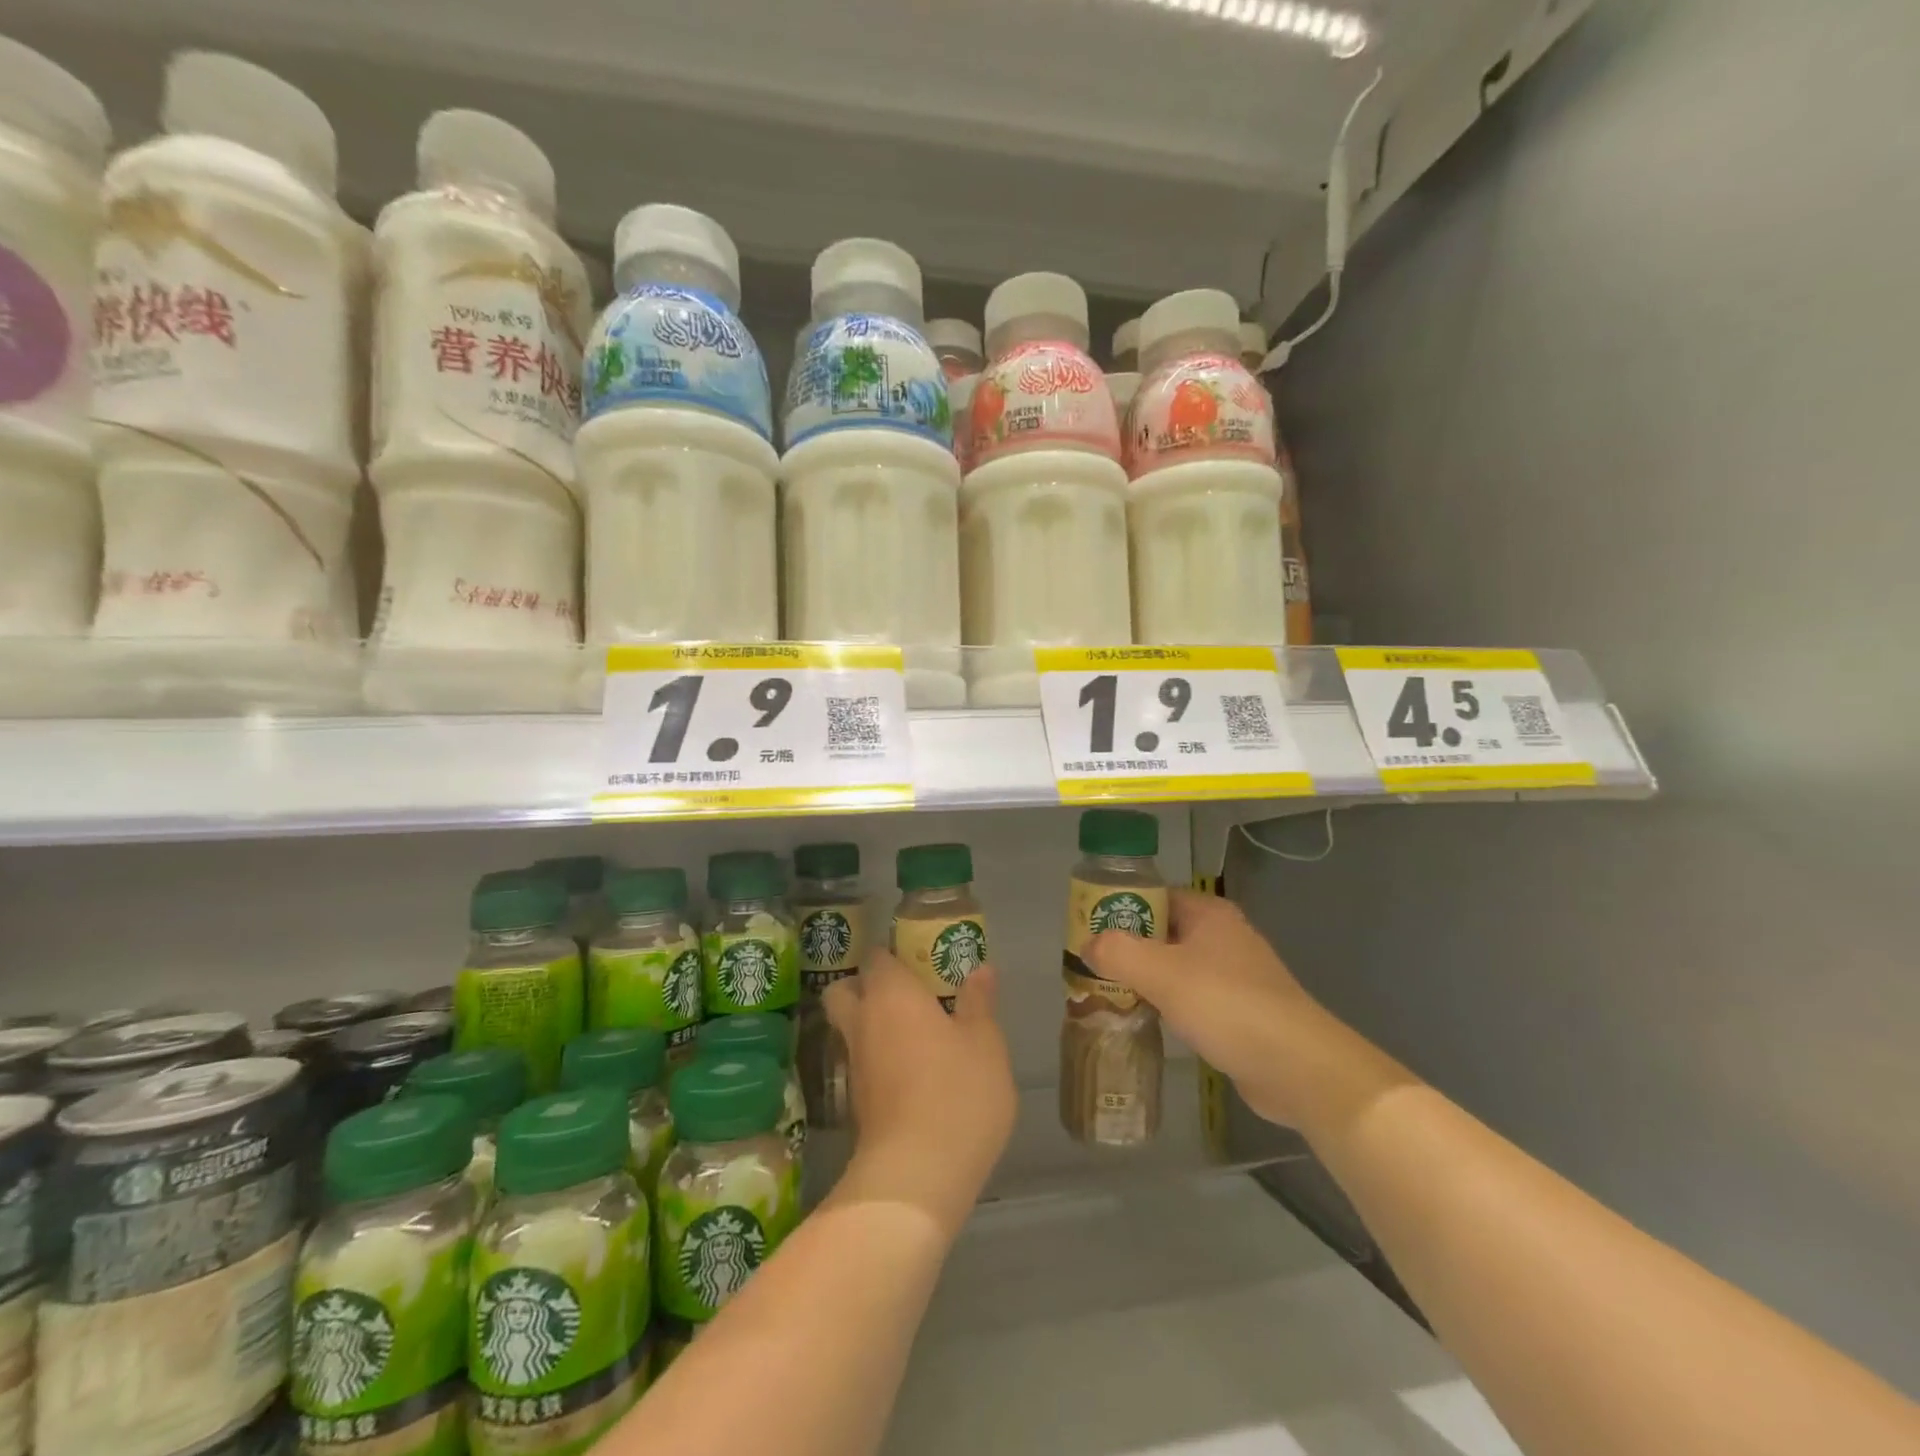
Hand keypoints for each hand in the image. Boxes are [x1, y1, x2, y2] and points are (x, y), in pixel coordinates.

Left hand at [824, 951, 1015, 1236]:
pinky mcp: (855, 1103)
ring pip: (851, 1029)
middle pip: (844, 990)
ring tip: (913, 1034)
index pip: (876, 957)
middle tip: (903, 993)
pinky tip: (910, 1073)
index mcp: (891, 994)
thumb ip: (979, 1003)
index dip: (892, 955)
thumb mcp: (985, 1043)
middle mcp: (863, 1022)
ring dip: (871, 1026)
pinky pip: (861, 1064)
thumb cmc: (957, 1093)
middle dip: (863, 986)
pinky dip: (877, 1060)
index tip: (917, 960)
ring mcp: (854, 1064)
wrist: (916, 1175)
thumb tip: (980, 969)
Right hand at [1083, 889, 1353, 1130]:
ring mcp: (1235, 975)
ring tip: (1107, 993)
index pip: (1154, 896)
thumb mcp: (1162, 973)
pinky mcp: (1240, 1011)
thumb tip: (1088, 945)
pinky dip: (1167, 1004)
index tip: (1087, 928)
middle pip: (1163, 932)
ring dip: (1145, 978)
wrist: (1298, 1068)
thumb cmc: (1227, 1005)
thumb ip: (1118, 952)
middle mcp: (1223, 936)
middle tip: (1090, 965)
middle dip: (1127, 947)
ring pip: (1176, 967)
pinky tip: (1146, 1020)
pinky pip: (1191, 997)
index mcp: (1209, 914)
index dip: (1119, 907)